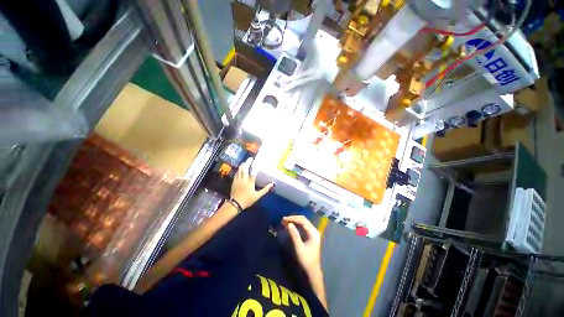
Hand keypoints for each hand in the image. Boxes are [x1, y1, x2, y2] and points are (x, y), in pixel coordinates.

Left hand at [231, 158, 273, 208]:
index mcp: (250, 182)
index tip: (257, 162)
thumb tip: (272, 184)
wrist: (235, 204)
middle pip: (245, 168)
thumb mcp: (258, 196)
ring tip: (245, 162)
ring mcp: (238, 180)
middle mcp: (243, 179)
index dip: (255, 166)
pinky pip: (236, 173)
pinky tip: (240, 169)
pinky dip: (239, 170)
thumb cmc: (247, 200)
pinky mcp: (234, 182)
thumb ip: (265, 189)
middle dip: (247, 162)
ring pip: (239, 170)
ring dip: (242, 165)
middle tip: (250, 159)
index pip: (253, 171)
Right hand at [282, 215, 321, 276]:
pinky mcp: (310, 235)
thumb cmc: (306, 260)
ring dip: (294, 221)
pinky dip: (296, 224)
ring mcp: (313, 232)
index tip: (284, 219)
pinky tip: (290, 225)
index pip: (303, 221)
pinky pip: (303, 226)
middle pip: (303, 220)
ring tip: (285, 221)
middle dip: (293, 218)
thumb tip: (289, 224)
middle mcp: (314, 230)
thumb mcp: (299, 248)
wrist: (313, 271)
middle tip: (284, 220)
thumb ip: (294, 235)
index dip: (293, 219)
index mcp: (313, 233)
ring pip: (303, 222)